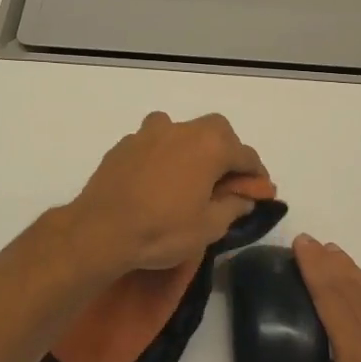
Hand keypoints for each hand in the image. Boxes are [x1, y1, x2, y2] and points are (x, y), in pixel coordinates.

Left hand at [64, 112, 271, 276]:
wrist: (100, 231)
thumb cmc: (162, 230)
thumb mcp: (208, 227)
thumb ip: (232, 207)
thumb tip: (244, 198)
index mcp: (210, 146)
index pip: (246, 155)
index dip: (257, 174)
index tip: (260, 191)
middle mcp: (182, 130)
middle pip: (216, 131)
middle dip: (227, 151)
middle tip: (226, 180)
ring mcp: (149, 134)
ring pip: (181, 131)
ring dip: (191, 147)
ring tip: (188, 174)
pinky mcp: (124, 145)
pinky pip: (153, 143)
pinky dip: (163, 155)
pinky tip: (157, 180)